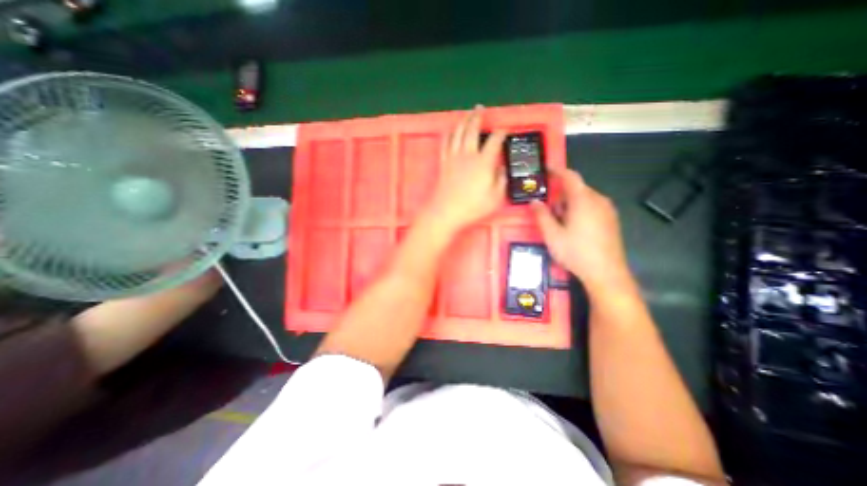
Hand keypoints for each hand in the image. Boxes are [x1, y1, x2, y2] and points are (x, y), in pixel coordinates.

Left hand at [422, 107, 505, 234]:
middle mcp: (468, 155)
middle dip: (477, 117)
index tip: (504, 130)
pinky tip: (450, 130)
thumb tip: (502, 168)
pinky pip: (445, 143)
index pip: (494, 141)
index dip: (501, 133)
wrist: (446, 212)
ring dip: (463, 121)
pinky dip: (448, 133)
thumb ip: (501, 180)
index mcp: (483, 162)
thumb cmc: (472, 207)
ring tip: (467, 114)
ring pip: (457, 133)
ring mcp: (453, 157)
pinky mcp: (443, 163)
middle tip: (480, 109)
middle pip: (472, 130)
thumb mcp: (495, 197)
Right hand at [532, 166, 633, 291]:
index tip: (546, 169)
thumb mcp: (552, 235)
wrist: (606, 273)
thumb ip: (541, 216)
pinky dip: (579, 209)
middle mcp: (598, 200)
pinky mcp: (611, 220)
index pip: (570, 177)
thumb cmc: (576, 252)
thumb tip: (534, 202)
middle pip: (577, 188)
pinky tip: (573, 227)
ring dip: (569, 202)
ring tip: (559, 220)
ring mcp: (607, 210)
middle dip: (560, 193)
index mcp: (583, 200)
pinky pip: (593, 206)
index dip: (557, 170)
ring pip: (585, 198)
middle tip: (547, 207)